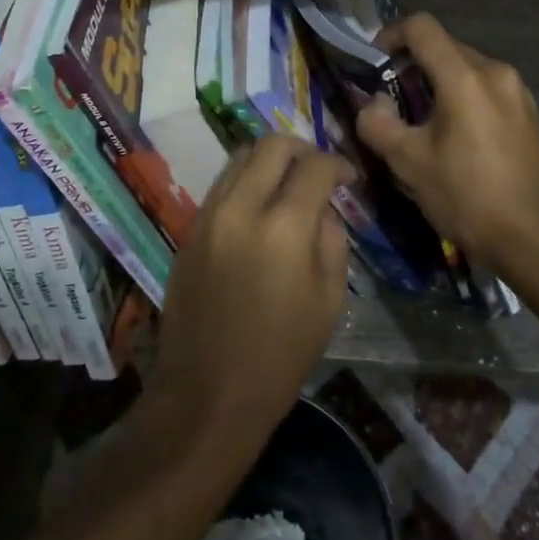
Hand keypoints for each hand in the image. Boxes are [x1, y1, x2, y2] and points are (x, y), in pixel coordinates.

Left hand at [144, 137, 352, 463]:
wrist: (207, 394)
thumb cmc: (280, 356)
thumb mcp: (329, 300)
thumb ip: (331, 240)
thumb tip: (322, 208)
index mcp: (283, 228)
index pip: (315, 167)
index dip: (338, 164)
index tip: (348, 177)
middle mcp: (242, 208)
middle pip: (272, 145)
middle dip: (302, 149)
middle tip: (317, 171)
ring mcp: (209, 215)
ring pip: (241, 157)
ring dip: (269, 161)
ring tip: (287, 183)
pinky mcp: (190, 228)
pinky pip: (222, 184)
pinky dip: (245, 181)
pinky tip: (259, 206)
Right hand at [355, 13, 538, 276]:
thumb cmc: (469, 199)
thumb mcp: (409, 164)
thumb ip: (378, 123)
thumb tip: (374, 102)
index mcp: (465, 77)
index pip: (422, 27)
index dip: (391, 34)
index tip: (374, 60)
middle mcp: (496, 72)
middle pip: (446, 46)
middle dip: (414, 63)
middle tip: (393, 98)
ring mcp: (519, 92)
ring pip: (468, 69)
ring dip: (439, 82)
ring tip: (423, 121)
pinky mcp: (531, 114)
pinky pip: (488, 89)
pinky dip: (464, 98)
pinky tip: (457, 137)